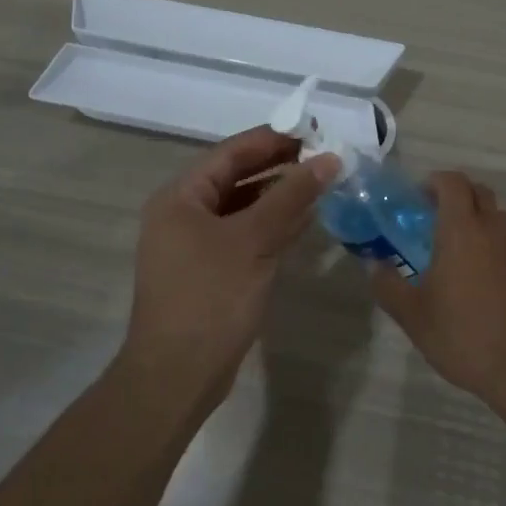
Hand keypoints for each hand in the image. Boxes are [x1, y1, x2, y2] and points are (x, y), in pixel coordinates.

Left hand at [119, 127, 339, 412]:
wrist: (177, 375)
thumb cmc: (210, 298)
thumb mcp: (253, 241)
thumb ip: (291, 197)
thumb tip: (328, 159)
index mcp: (181, 197)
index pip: (231, 152)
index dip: (273, 139)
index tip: (315, 130)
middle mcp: (183, 214)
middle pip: (236, 177)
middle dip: (280, 167)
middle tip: (325, 157)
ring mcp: (195, 245)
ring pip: (243, 207)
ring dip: (279, 196)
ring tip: (322, 184)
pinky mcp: (210, 271)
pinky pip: (244, 235)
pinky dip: (272, 226)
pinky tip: (305, 221)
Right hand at [369, 171, 505, 409]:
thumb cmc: (468, 338)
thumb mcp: (415, 318)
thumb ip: (389, 286)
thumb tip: (373, 265)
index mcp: (463, 230)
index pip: (452, 182)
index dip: (434, 182)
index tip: (419, 197)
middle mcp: (497, 229)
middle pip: (479, 194)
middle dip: (457, 198)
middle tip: (434, 222)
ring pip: (500, 220)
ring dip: (479, 224)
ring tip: (460, 257)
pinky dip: (498, 251)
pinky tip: (488, 286)